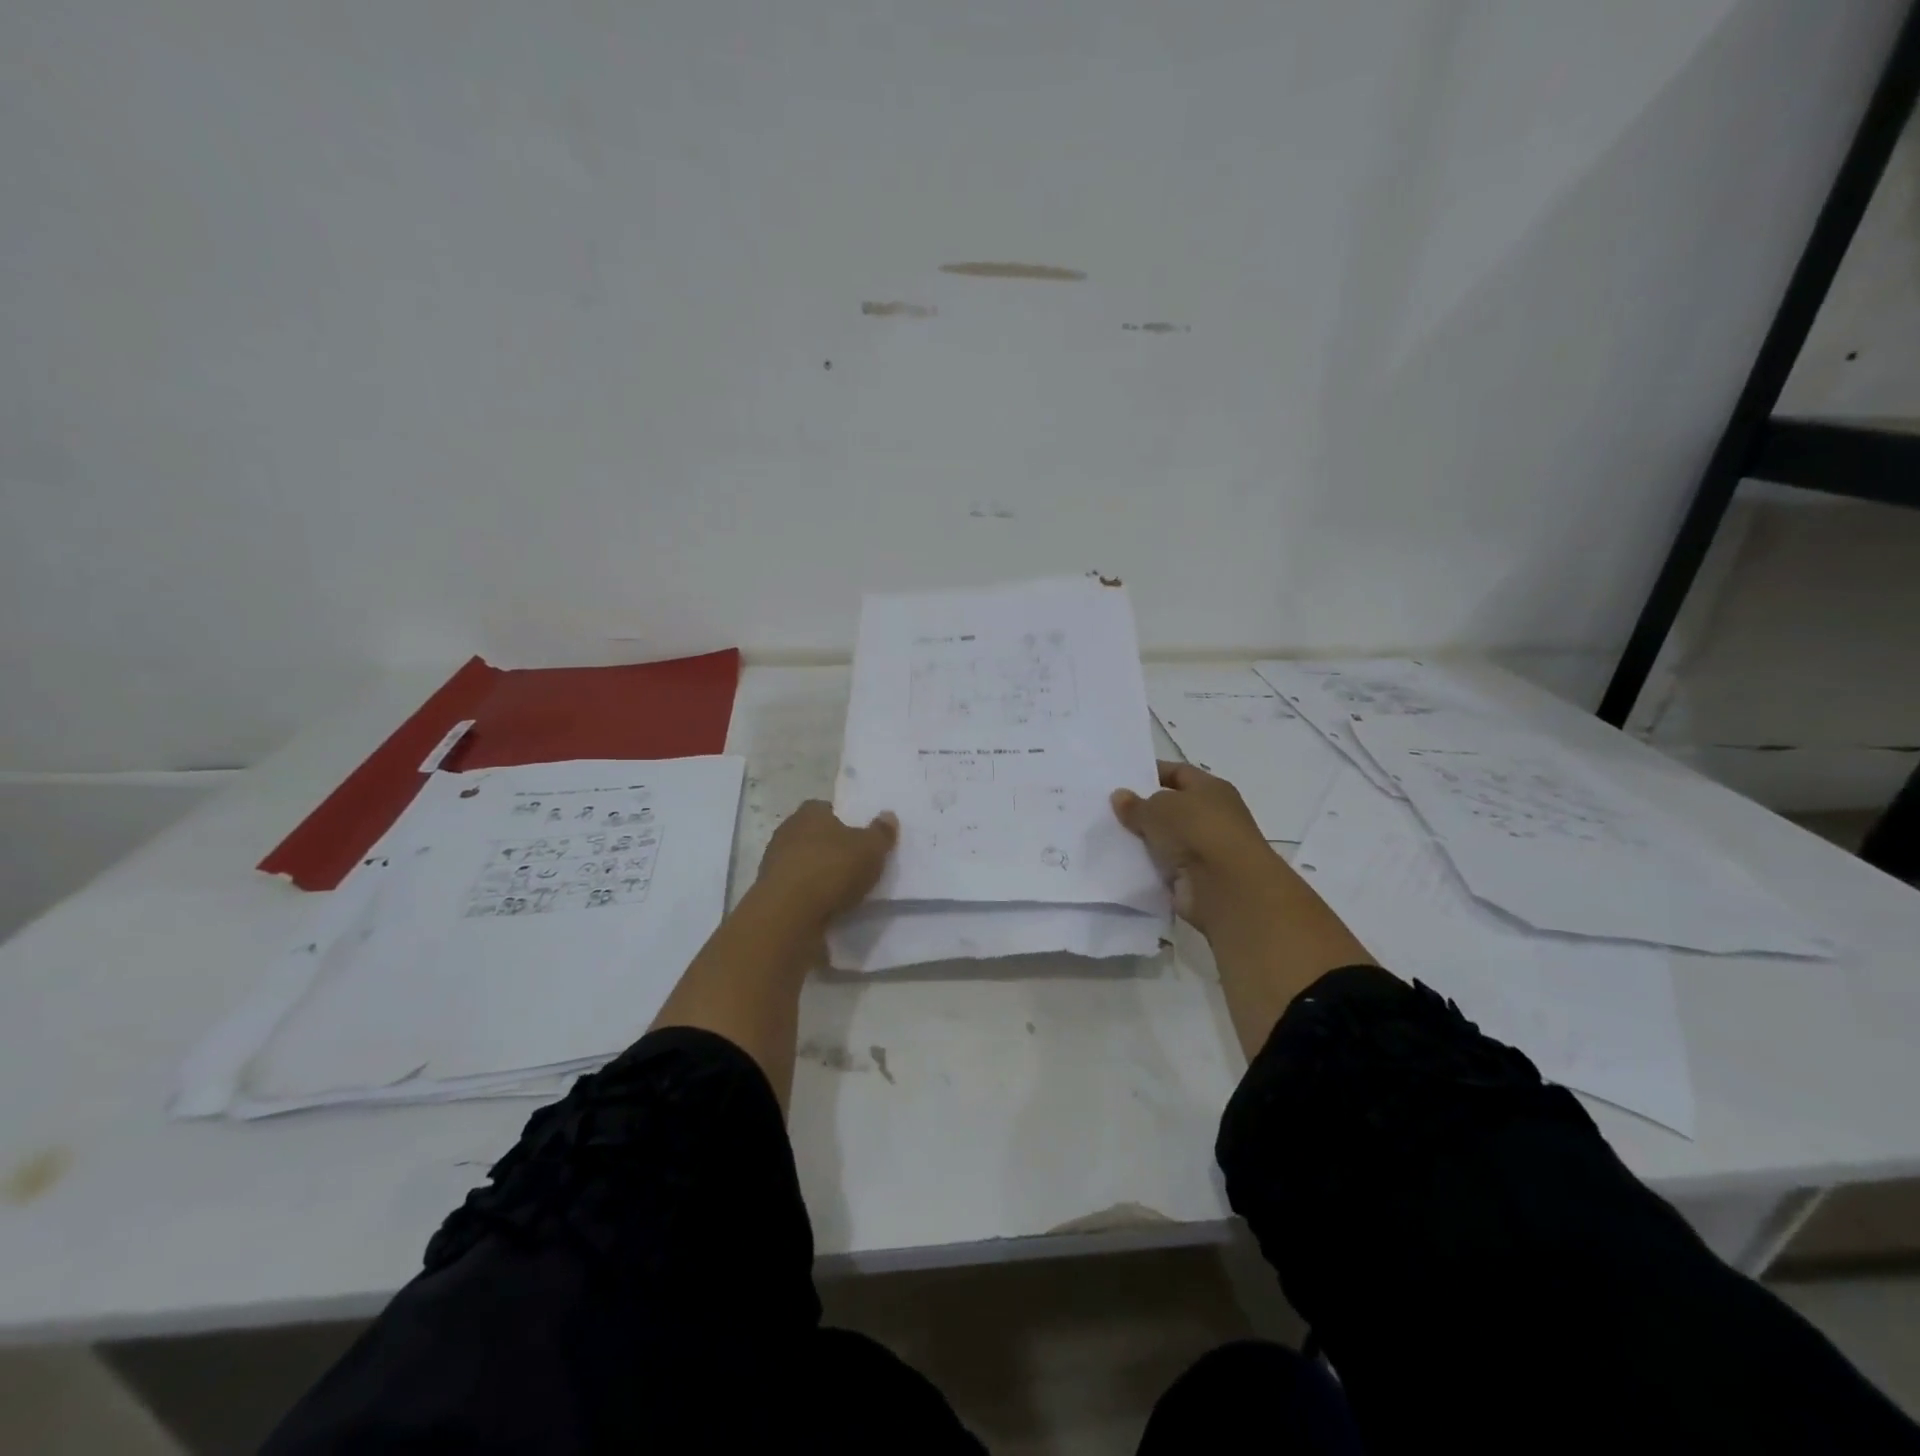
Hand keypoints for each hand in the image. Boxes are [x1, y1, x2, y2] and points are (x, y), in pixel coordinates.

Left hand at [754, 800, 897, 924]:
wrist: (788, 914)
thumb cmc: (832, 869)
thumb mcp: (870, 849)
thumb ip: (881, 833)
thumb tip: (888, 815)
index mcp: (809, 812)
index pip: (826, 808)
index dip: (842, 820)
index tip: (857, 836)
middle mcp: (787, 831)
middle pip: (812, 835)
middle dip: (829, 847)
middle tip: (853, 862)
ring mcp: (773, 862)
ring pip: (801, 862)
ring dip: (817, 872)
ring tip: (841, 890)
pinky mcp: (769, 892)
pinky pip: (795, 887)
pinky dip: (807, 894)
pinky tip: (824, 906)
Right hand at [1111, 761, 1285, 933]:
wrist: (1226, 888)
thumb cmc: (1197, 831)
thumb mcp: (1158, 809)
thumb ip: (1136, 804)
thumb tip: (1120, 796)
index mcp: (1211, 789)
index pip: (1179, 773)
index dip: (1152, 773)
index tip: (1122, 779)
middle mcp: (1212, 816)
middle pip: (1171, 808)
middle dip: (1143, 809)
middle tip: (1108, 809)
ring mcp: (1205, 850)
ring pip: (1166, 839)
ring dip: (1144, 840)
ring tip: (1108, 836)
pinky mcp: (1196, 879)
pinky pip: (1164, 867)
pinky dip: (1148, 866)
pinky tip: (1121, 863)